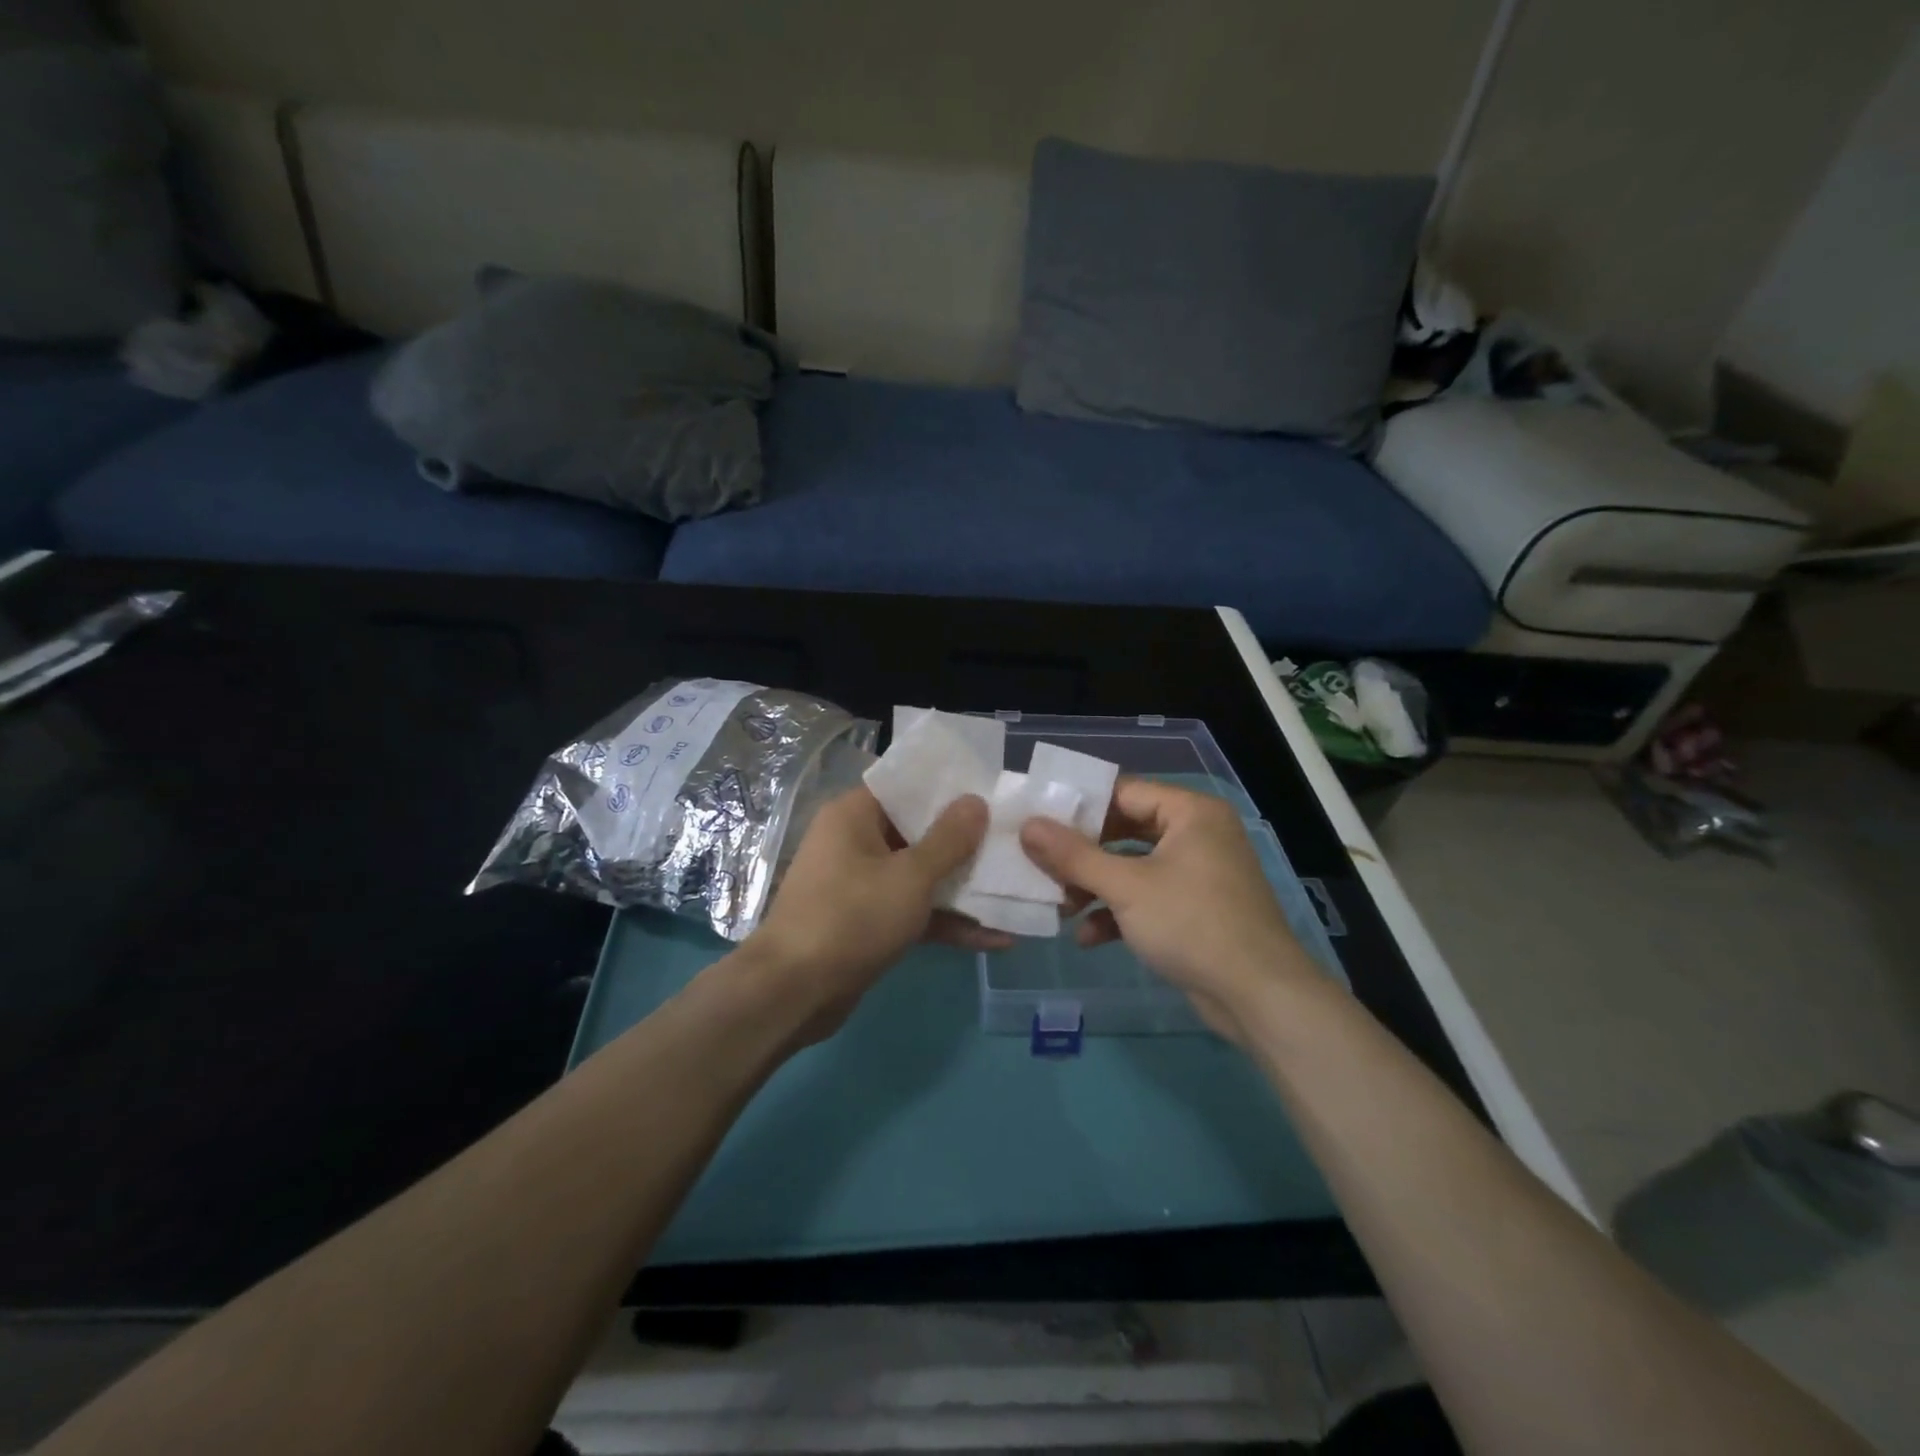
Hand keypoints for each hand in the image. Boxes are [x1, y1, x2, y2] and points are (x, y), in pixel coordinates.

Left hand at [742, 786, 1002, 1042]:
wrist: (793, 992)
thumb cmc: (851, 917)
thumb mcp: (910, 877)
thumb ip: (948, 839)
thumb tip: (975, 800)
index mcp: (854, 815)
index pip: (906, 787)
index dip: (949, 790)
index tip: (991, 793)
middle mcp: (855, 842)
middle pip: (917, 832)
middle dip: (965, 842)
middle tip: (1012, 840)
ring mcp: (861, 884)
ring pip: (919, 875)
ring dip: (961, 887)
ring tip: (1015, 889)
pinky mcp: (868, 922)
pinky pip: (913, 910)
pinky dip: (946, 921)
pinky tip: (995, 937)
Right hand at [1020, 779, 1317, 1042]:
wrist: (1259, 996)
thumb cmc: (1192, 924)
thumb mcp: (1125, 887)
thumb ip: (1073, 855)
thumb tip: (1028, 826)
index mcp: (1189, 812)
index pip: (1123, 792)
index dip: (1078, 806)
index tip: (1037, 820)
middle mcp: (1196, 834)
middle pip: (1124, 831)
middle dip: (1082, 855)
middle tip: (1041, 864)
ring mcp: (1197, 873)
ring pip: (1132, 867)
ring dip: (1095, 887)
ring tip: (1059, 906)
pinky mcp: (1195, 909)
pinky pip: (1147, 898)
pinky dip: (1118, 912)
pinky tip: (1088, 937)